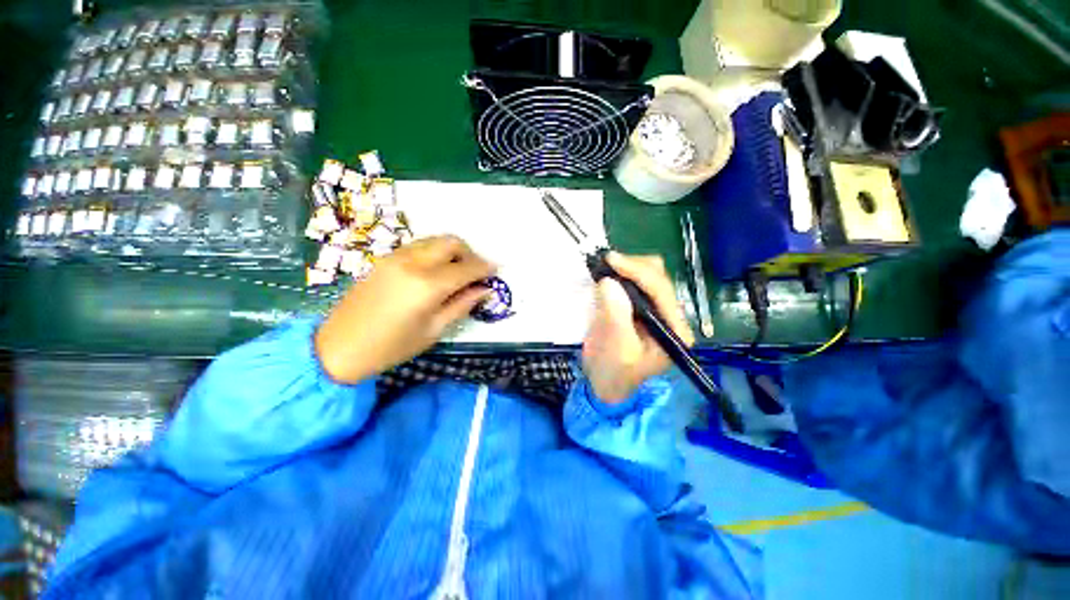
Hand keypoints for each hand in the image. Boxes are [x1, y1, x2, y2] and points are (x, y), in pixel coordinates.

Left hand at [315, 235, 494, 382]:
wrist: (339, 347)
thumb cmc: (392, 347)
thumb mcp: (434, 331)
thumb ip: (462, 305)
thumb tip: (485, 290)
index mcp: (427, 285)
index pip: (466, 268)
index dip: (485, 268)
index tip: (497, 270)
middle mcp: (413, 263)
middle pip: (451, 242)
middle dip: (470, 253)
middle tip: (476, 272)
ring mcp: (395, 257)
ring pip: (434, 240)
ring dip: (452, 250)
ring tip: (457, 271)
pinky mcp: (384, 259)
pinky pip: (418, 246)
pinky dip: (434, 252)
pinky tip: (435, 271)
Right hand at [582, 252, 695, 401]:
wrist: (605, 384)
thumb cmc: (615, 373)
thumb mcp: (618, 349)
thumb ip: (616, 316)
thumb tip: (608, 282)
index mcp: (674, 329)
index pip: (661, 290)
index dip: (637, 271)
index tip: (611, 260)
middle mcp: (669, 315)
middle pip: (658, 277)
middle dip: (632, 266)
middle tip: (604, 264)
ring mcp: (654, 309)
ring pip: (647, 275)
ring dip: (625, 268)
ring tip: (604, 268)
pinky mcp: (639, 306)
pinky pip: (633, 282)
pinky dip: (620, 275)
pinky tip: (607, 274)